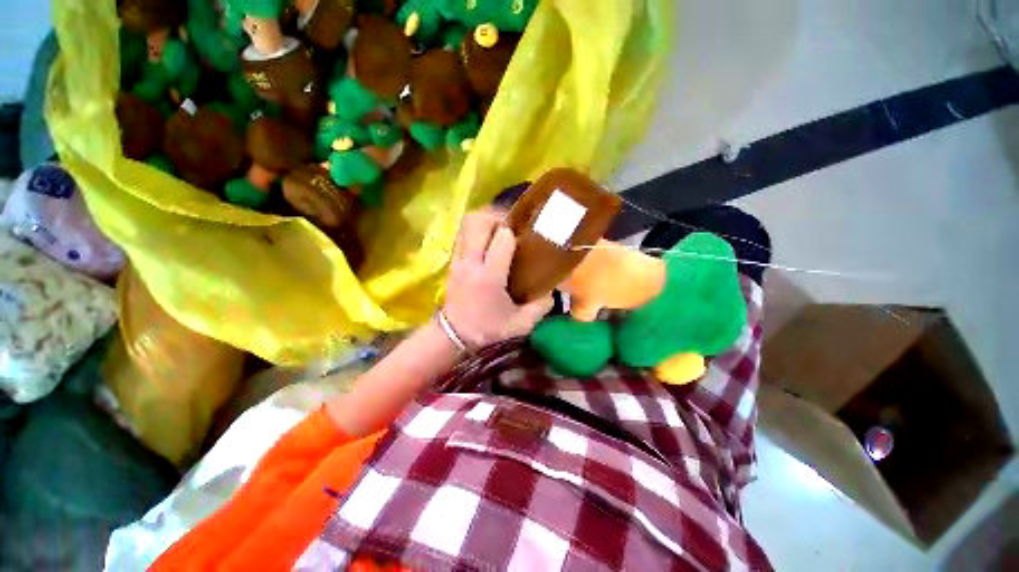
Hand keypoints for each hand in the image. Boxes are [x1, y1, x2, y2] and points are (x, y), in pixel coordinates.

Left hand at [443, 209, 552, 348]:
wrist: (454, 334)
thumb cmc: (487, 328)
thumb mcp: (520, 324)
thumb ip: (540, 307)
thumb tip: (552, 291)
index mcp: (489, 277)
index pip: (502, 239)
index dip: (515, 232)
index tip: (525, 235)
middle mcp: (471, 262)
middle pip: (479, 222)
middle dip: (497, 217)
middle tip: (512, 225)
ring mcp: (459, 259)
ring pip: (467, 224)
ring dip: (485, 219)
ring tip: (499, 228)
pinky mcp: (452, 260)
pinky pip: (462, 233)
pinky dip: (475, 229)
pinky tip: (487, 239)